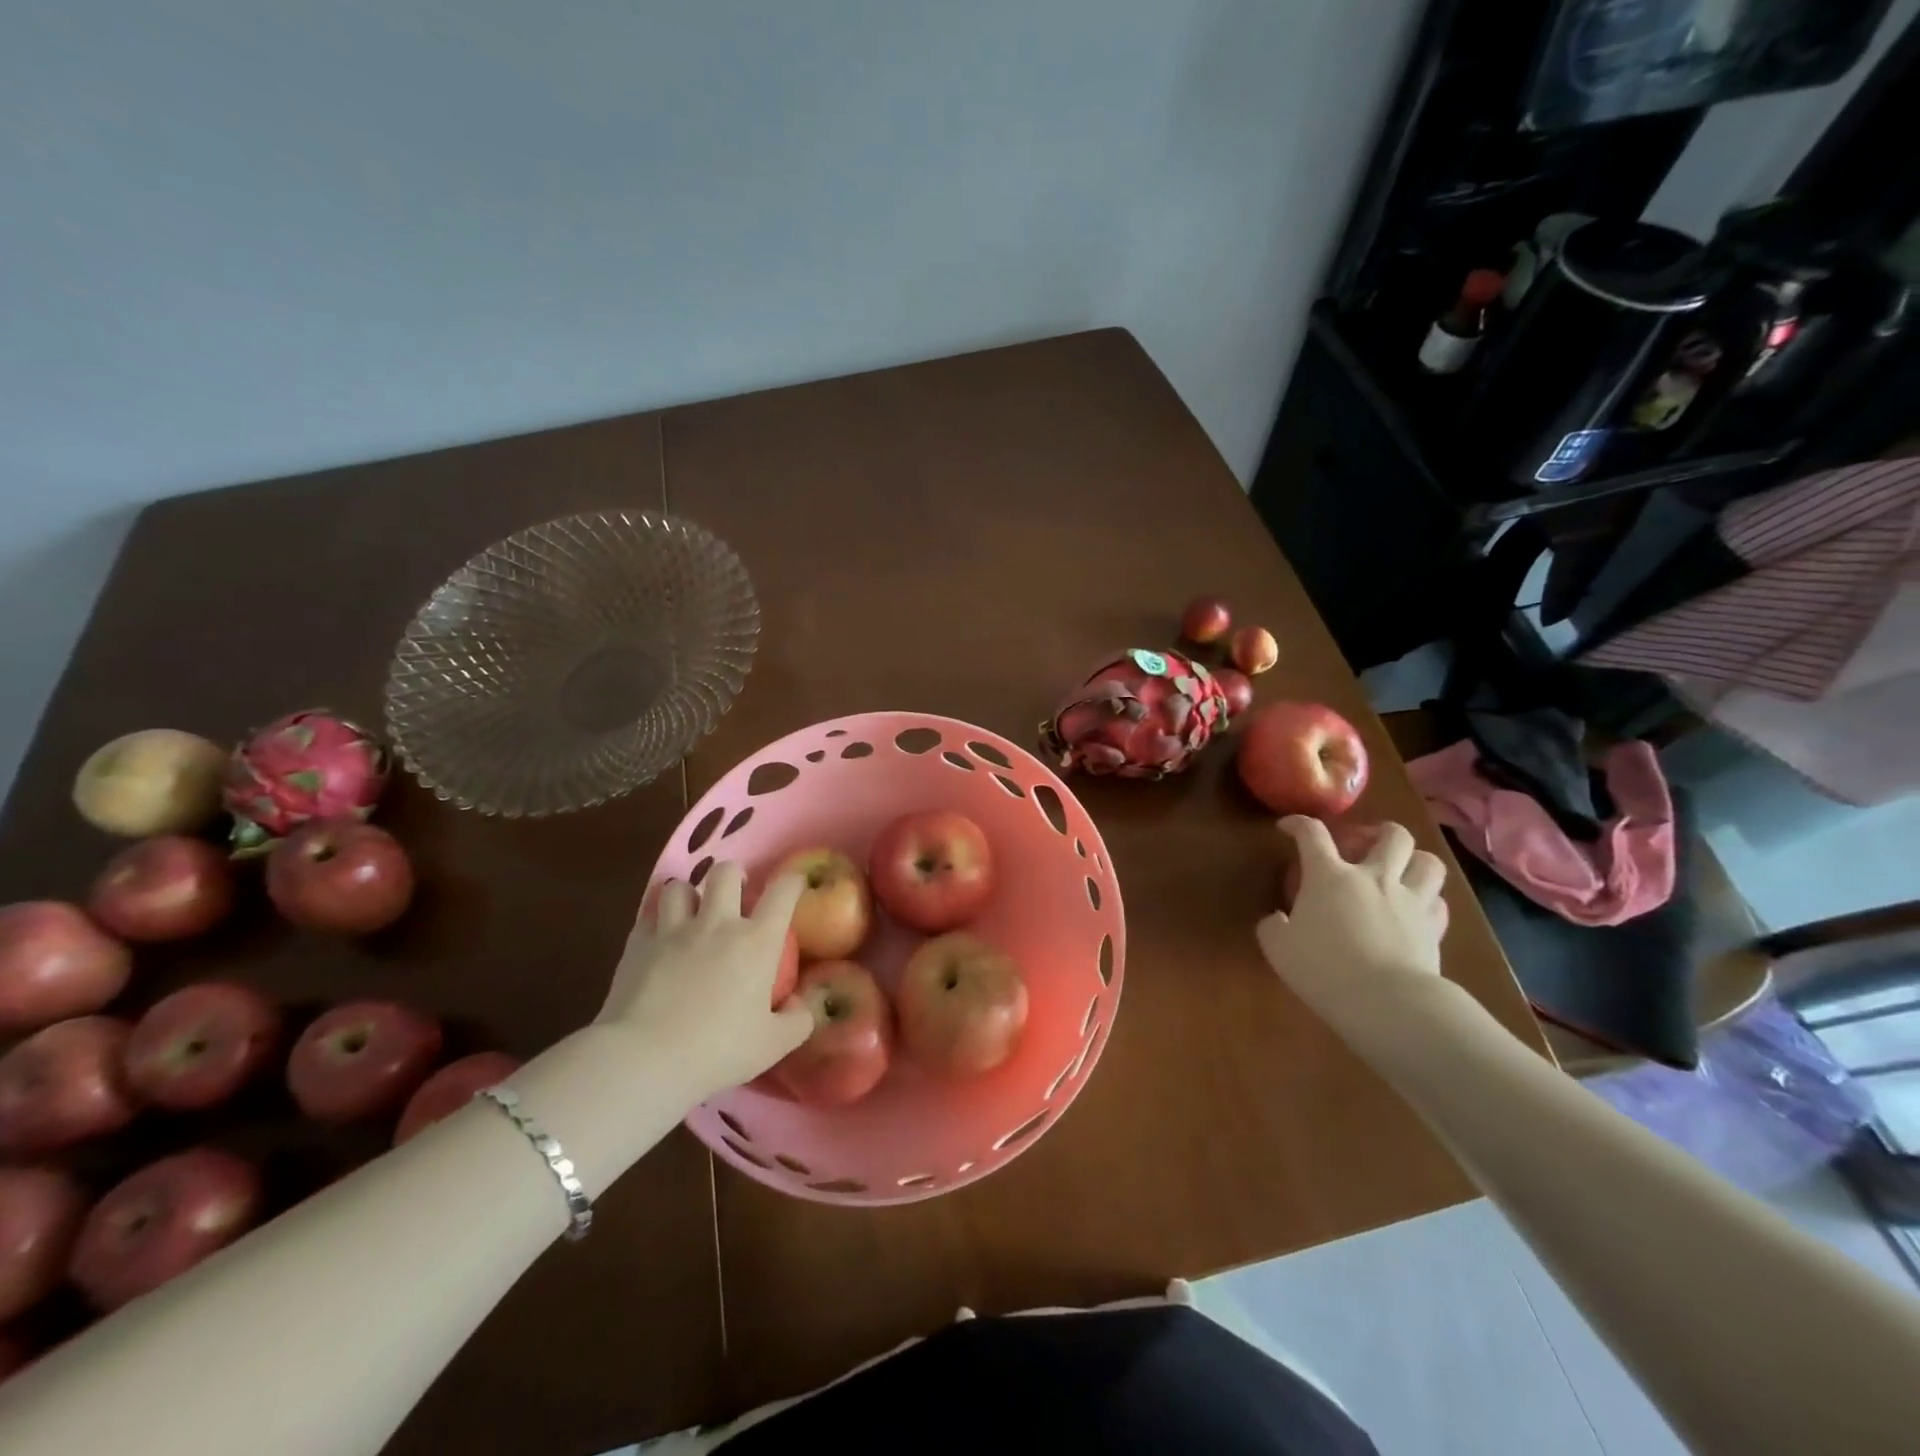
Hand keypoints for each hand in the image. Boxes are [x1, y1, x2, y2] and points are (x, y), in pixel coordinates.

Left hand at [597, 862, 811, 1102]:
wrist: (644, 1060)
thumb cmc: (717, 1052)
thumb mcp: (772, 1045)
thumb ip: (797, 1021)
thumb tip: (799, 1005)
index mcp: (757, 942)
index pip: (782, 892)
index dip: (792, 882)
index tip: (794, 886)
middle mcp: (717, 924)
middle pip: (726, 873)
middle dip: (734, 877)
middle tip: (735, 898)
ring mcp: (674, 930)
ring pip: (680, 887)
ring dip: (689, 896)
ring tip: (691, 914)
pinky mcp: (638, 944)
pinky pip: (647, 916)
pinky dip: (656, 921)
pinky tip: (658, 938)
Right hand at [1255, 817, 1449, 1049]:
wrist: (1386, 1002)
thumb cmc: (1323, 968)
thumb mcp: (1278, 948)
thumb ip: (1273, 926)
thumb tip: (1277, 919)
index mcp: (1329, 875)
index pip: (1311, 833)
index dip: (1298, 824)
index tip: (1287, 828)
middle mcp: (1373, 877)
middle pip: (1392, 835)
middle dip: (1380, 832)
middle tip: (1366, 845)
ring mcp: (1410, 900)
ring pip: (1428, 861)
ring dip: (1415, 860)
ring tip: (1401, 870)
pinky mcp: (1433, 928)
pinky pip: (1439, 902)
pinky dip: (1429, 900)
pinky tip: (1417, 909)